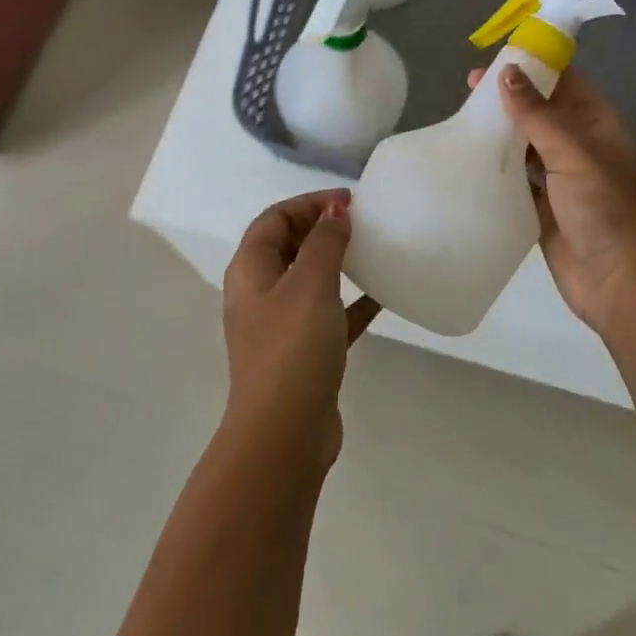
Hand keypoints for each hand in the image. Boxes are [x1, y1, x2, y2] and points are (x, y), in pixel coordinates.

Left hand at [221, 191, 380, 464]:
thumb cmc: (292, 349)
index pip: (274, 219)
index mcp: (251, 270)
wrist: (284, 434)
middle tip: (362, 222)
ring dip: (337, 262)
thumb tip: (335, 212)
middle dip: (322, 228)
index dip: (309, 203)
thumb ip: (324, 243)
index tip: (349, 202)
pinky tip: (384, 296)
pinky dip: (352, 301)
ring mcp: (281, 325)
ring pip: (310, 279)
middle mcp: (261, 293)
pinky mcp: (304, 352)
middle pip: (289, 245)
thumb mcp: (310, 285)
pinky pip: (330, 313)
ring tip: (372, 249)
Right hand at [474, 64, 635, 338]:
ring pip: (525, 144)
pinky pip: (516, 179)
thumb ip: (538, 114)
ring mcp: (560, 177)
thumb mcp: (573, 153)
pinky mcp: (542, 206)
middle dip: (508, 98)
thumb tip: (508, 71)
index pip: (564, 80)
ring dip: (499, 133)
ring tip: (461, 120)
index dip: (533, 65)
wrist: (621, 282)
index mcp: (596, 123)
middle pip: (540, 110)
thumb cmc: (606, 209)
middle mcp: (578, 144)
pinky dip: (496, 168)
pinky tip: (469, 160)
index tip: (495, 56)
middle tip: (467, 89)